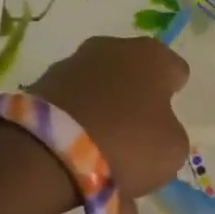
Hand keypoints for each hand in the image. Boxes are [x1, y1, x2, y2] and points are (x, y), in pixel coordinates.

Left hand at [29, 36, 190, 213]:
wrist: (49, 153)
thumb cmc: (128, 143)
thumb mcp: (173, 149)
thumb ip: (171, 132)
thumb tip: (155, 129)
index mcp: (151, 57)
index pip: (175, 69)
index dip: (174, 94)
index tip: (168, 118)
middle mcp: (111, 49)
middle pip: (132, 76)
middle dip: (136, 102)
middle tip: (139, 137)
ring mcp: (71, 65)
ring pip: (99, 94)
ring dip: (105, 117)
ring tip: (107, 161)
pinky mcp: (39, 87)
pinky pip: (72, 111)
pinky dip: (78, 131)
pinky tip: (82, 164)